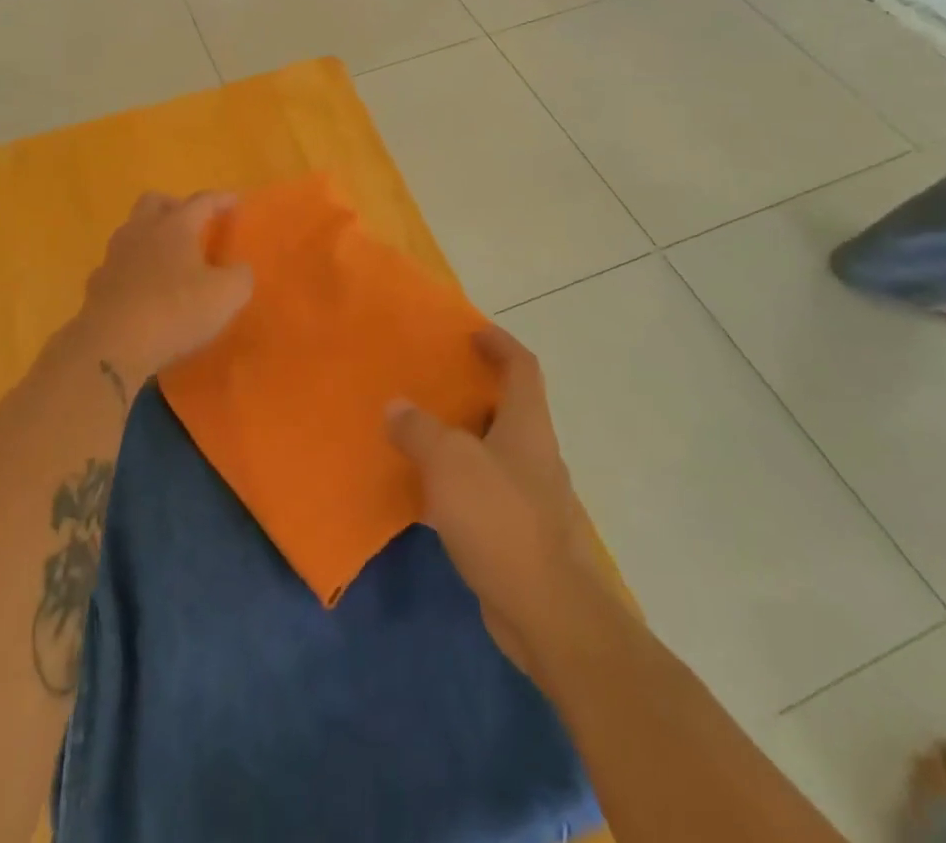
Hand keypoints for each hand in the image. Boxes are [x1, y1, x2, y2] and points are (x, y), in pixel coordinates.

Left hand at [71, 192, 253, 391]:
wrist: (113, 345)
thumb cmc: (176, 311)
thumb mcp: (226, 295)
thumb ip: (240, 276)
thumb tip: (239, 271)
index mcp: (175, 226)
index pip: (201, 201)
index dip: (221, 199)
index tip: (235, 201)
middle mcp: (141, 232)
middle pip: (154, 201)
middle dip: (174, 206)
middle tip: (192, 223)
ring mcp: (114, 257)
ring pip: (130, 231)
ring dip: (149, 236)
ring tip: (167, 258)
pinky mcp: (97, 285)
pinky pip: (116, 266)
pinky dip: (130, 270)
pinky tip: (141, 288)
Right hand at [387, 328, 598, 681]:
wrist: (549, 613)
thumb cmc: (502, 520)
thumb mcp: (450, 463)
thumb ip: (419, 429)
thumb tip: (396, 406)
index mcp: (526, 424)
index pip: (522, 366)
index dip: (499, 343)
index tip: (470, 331)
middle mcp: (534, 453)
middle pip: (506, 406)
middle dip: (471, 390)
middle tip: (429, 381)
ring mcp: (529, 495)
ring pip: (491, 450)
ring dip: (459, 438)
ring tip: (417, 431)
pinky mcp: (517, 533)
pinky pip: (482, 491)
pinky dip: (456, 482)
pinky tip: (425, 492)